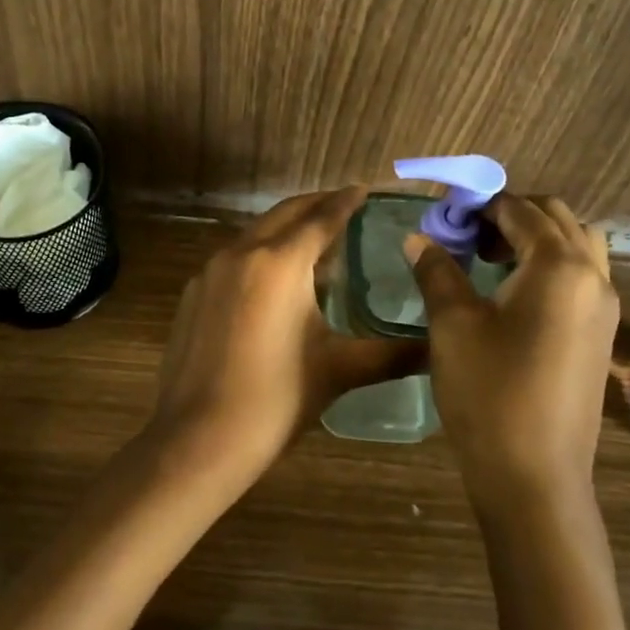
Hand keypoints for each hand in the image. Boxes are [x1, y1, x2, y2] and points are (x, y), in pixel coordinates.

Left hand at [145, 187, 425, 487]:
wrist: (197, 440)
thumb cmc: (276, 400)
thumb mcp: (339, 371)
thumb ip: (390, 353)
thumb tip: (436, 349)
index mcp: (281, 262)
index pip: (321, 218)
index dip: (345, 201)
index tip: (363, 189)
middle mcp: (242, 252)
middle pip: (285, 214)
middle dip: (315, 205)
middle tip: (343, 206)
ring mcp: (210, 271)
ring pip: (255, 234)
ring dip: (286, 229)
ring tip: (314, 242)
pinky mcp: (193, 294)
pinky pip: (234, 258)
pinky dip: (259, 254)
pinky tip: (272, 281)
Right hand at [404, 194, 617, 507]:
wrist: (534, 478)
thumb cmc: (489, 392)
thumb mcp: (453, 324)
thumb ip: (437, 270)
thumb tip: (419, 237)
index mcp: (559, 265)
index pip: (519, 210)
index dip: (479, 204)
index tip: (445, 214)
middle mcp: (593, 276)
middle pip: (556, 219)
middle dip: (511, 215)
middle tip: (467, 236)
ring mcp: (604, 308)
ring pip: (577, 246)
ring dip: (537, 238)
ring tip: (492, 261)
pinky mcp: (601, 335)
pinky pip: (582, 276)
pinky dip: (552, 265)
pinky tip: (514, 294)